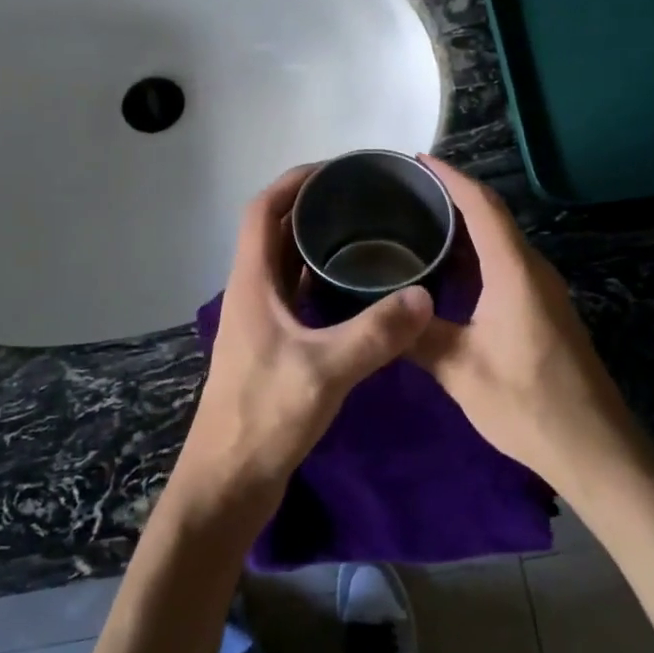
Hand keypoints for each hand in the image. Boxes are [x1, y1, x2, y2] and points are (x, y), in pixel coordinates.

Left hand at [165, 165, 434, 531]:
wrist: (229, 482)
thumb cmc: (264, 418)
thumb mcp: (324, 371)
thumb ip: (375, 333)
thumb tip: (424, 296)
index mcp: (251, 283)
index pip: (261, 211)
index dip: (292, 183)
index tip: (334, 170)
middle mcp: (251, 292)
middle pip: (274, 232)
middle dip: (311, 208)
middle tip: (362, 199)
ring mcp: (261, 321)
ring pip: (287, 265)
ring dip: (316, 244)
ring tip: (366, 233)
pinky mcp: (273, 346)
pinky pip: (298, 296)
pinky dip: (322, 281)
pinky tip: (358, 289)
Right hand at [409, 156, 643, 493]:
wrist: (595, 449)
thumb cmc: (528, 404)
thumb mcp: (461, 371)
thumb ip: (418, 335)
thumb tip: (381, 310)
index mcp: (514, 271)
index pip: (482, 205)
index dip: (450, 177)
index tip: (416, 161)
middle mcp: (532, 269)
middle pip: (492, 216)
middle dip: (452, 197)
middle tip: (405, 195)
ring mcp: (542, 290)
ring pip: (499, 242)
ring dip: (463, 228)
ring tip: (418, 226)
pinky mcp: (544, 310)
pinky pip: (505, 265)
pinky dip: (475, 256)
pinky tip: (447, 274)